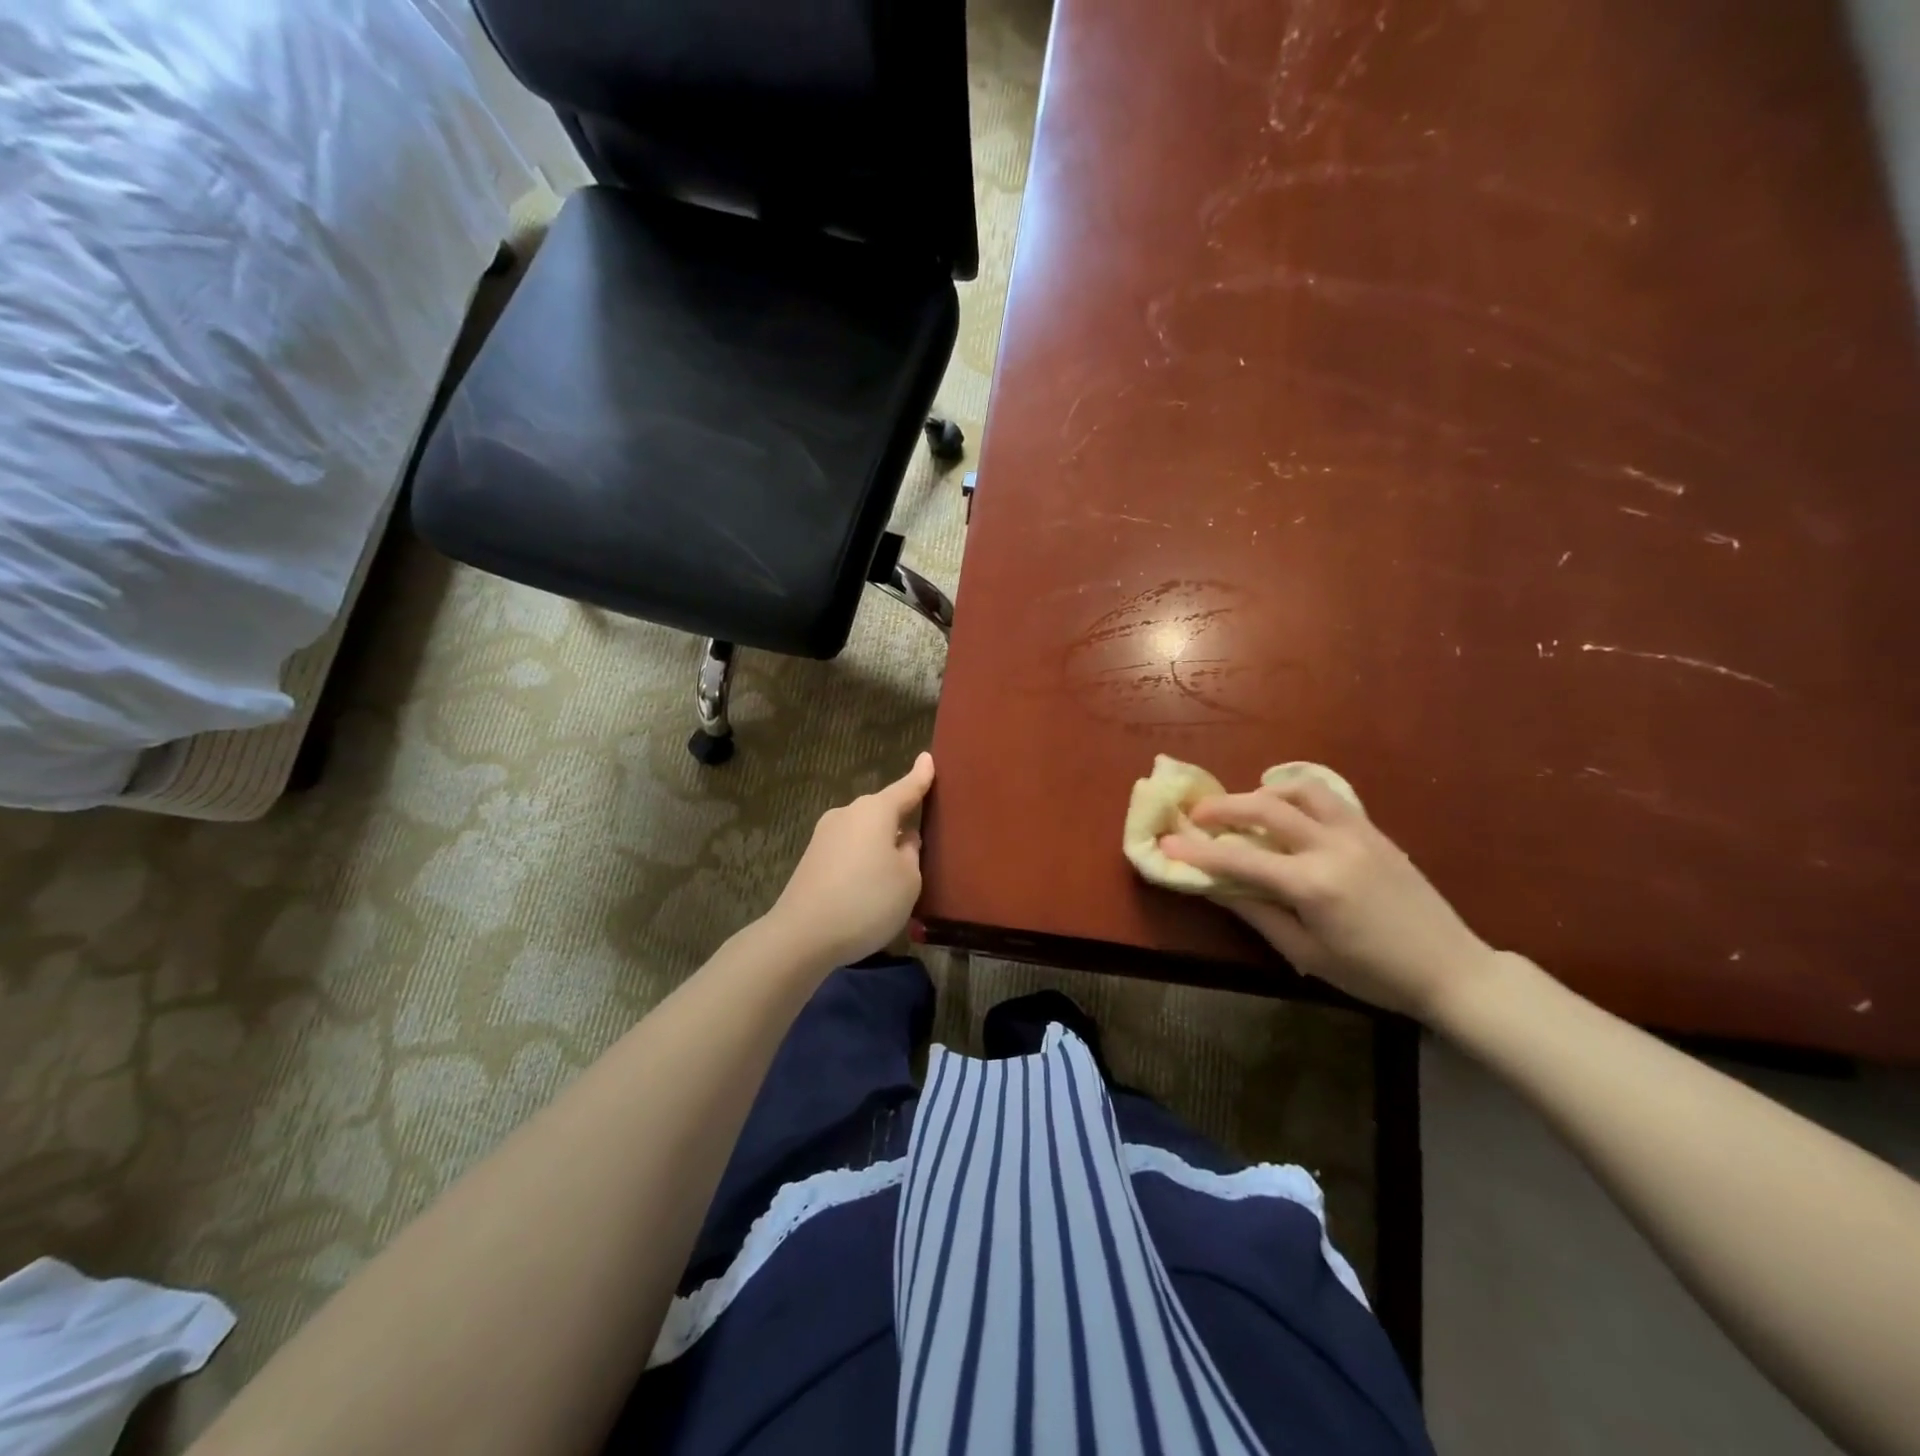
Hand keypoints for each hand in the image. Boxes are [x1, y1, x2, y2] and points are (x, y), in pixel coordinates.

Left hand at [770, 752, 935, 967]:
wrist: (802, 935)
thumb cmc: (867, 901)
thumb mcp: (908, 881)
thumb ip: (911, 853)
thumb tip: (903, 839)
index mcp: (875, 811)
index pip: (906, 788)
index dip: (920, 776)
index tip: (928, 758)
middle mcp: (848, 813)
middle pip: (882, 810)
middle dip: (900, 819)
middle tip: (921, 838)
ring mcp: (825, 835)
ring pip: (864, 831)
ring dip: (880, 843)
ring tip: (896, 871)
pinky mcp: (812, 858)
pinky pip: (848, 849)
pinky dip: (862, 859)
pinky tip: (868, 885)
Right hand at [1161, 779, 1497, 1020]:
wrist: (1452, 970)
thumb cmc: (1373, 974)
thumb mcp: (1306, 952)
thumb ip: (1257, 913)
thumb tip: (1215, 886)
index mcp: (1312, 884)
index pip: (1239, 858)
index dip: (1197, 850)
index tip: (1166, 843)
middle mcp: (1332, 847)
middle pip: (1265, 807)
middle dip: (1222, 807)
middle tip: (1196, 816)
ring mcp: (1357, 832)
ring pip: (1300, 788)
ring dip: (1263, 792)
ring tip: (1245, 810)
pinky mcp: (1374, 831)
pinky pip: (1329, 797)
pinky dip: (1297, 795)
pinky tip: (1287, 812)